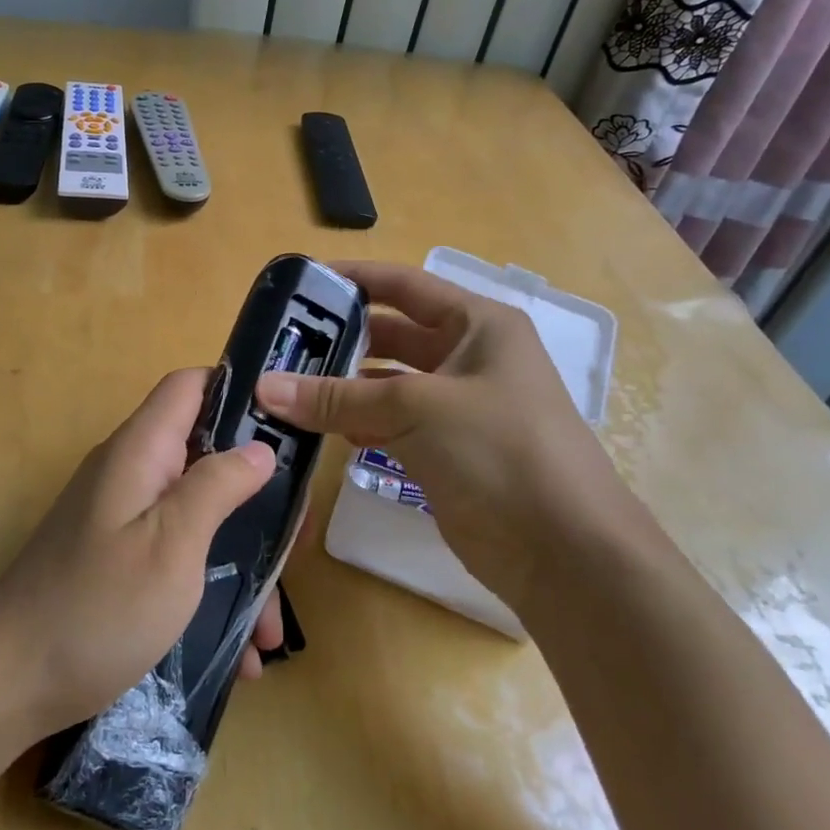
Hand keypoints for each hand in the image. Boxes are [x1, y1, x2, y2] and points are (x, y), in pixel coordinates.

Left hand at [0, 368, 285, 737]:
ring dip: (239, 559)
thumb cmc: (98, 608)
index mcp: (140, 451)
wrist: (7, 683)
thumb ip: (216, 486)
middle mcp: (130, 473)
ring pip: (197, 515)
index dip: (239, 392)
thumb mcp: (171, 544)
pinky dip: (209, 589)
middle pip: (204, 454)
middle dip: (255, 495)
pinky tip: (237, 650)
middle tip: (294, 543)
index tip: (289, 430)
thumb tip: (259, 447)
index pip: (191, 386)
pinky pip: (176, 555)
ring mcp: (121, 518)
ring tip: (270, 626)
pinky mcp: (117, 559)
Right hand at [255, 260, 641, 602]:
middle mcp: (470, 357)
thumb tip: (264, 387)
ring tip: (288, 388)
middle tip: (282, 345)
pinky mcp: (449, 450)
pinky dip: (360, 424)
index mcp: (478, 325)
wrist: (564, 550)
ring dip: (345, 387)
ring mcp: (460, 407)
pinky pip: (394, 424)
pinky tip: (324, 430)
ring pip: (389, 383)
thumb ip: (338, 397)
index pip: (405, 285)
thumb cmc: (499, 450)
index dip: (355, 279)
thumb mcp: (416, 409)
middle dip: (341, 339)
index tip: (301, 284)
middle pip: (393, 335)